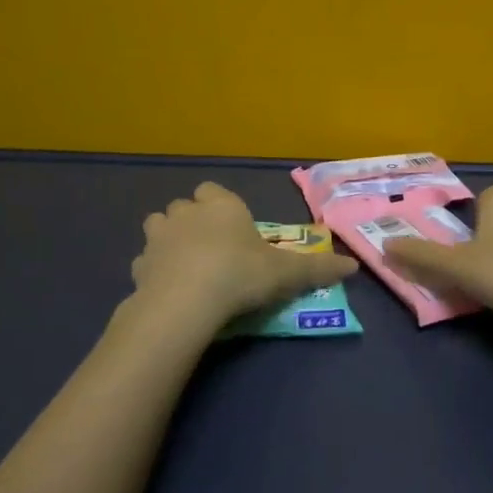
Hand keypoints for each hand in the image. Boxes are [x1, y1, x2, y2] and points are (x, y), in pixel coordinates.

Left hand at [132, 182, 358, 325]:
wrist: (187, 301)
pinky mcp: (138, 265)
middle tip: (212, 248)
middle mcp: (186, 213)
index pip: (213, 190)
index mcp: (221, 205)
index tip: (233, 228)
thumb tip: (353, 266)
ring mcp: (158, 237)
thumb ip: (318, 269)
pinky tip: (168, 288)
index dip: (221, 206)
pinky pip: (146, 261)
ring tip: (186, 264)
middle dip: (194, 221)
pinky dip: (155, 270)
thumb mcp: (287, 274)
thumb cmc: (241, 274)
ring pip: (159, 226)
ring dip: (169, 239)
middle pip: (184, 206)